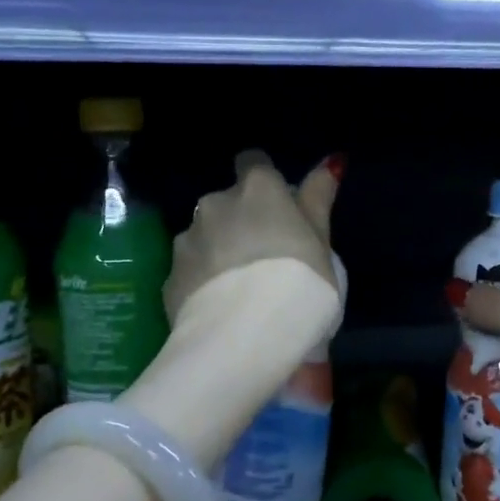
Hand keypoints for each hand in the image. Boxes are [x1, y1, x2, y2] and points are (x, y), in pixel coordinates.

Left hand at [162, 150, 341, 326]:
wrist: (246, 338)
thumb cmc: (300, 283)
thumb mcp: (322, 242)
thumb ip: (318, 199)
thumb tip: (330, 162)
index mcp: (257, 189)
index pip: (254, 162)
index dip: (265, 184)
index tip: (278, 210)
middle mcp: (215, 203)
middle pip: (227, 201)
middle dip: (240, 220)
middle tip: (264, 257)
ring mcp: (187, 239)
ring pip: (204, 235)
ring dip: (218, 249)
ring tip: (239, 288)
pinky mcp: (169, 277)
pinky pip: (190, 270)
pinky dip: (202, 281)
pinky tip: (220, 308)